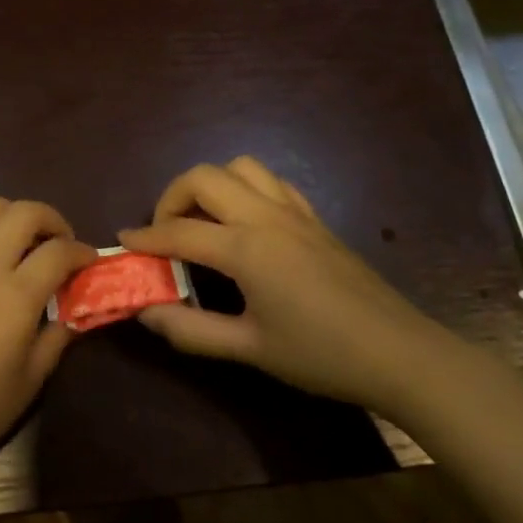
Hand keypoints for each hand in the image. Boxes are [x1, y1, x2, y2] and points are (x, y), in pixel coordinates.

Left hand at [0, 197, 95, 495]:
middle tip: (61, 244)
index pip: (58, 251)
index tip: (91, 262)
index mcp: (14, 296)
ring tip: (23, 244)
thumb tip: (73, 312)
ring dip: (13, 216)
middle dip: (52, 220)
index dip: (82, 252)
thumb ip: (56, 338)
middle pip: (23, 212)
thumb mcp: (28, 383)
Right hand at [120, 157, 460, 417]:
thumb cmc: (321, 355)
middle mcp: (266, 217)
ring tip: (203, 222)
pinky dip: (245, 189)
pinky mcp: (315, 219)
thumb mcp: (249, 349)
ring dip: (211, 185)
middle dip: (172, 198)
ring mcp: (294, 213)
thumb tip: (146, 312)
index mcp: (246, 248)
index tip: (123, 242)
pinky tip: (245, 223)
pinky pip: (271, 182)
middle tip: (165, 233)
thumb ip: (191, 329)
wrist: (399, 354)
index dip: (145, 237)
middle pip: (204, 177)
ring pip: (240, 167)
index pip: (179, 232)